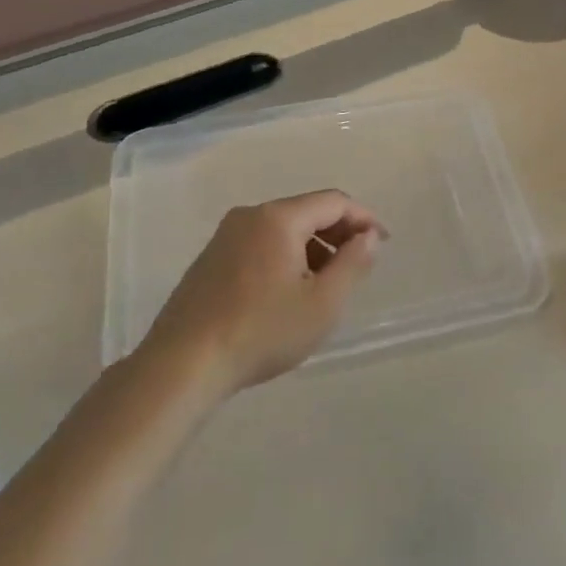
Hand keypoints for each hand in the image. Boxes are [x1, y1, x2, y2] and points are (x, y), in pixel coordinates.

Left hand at [139, 190, 384, 394]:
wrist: (183, 364)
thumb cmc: (262, 331)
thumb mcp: (323, 303)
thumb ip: (353, 263)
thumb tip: (369, 236)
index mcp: (279, 218)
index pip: (334, 202)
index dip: (364, 219)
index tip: (383, 244)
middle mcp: (250, 216)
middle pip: (307, 211)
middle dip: (338, 233)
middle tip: (358, 266)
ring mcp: (225, 236)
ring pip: (283, 229)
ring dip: (313, 248)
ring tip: (325, 286)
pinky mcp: (210, 259)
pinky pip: (260, 244)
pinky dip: (286, 257)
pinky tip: (288, 293)